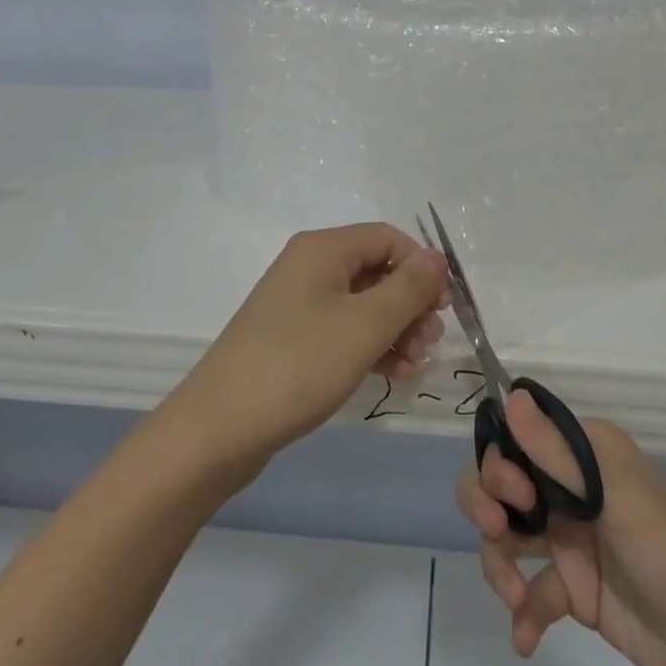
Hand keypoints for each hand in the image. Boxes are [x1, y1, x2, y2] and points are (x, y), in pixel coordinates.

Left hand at [168, 224, 448, 477]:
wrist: (220, 427)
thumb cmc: (299, 365)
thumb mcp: (365, 325)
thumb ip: (408, 288)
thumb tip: (436, 258)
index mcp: (323, 249)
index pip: (387, 238)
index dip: (421, 266)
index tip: (444, 308)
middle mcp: (309, 266)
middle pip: (376, 270)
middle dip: (410, 304)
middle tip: (429, 342)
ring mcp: (298, 304)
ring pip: (362, 304)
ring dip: (395, 330)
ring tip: (412, 367)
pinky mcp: (292, 338)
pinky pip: (343, 330)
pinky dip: (370, 347)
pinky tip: (390, 375)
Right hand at [457, 391, 665, 665]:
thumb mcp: (615, 494)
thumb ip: (558, 452)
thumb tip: (511, 396)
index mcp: (581, 454)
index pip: (518, 438)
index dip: (500, 461)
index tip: (516, 493)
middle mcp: (569, 488)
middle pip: (501, 483)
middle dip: (486, 503)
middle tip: (497, 530)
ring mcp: (568, 539)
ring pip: (506, 535)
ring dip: (497, 562)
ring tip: (513, 596)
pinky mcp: (573, 589)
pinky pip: (529, 590)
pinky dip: (523, 613)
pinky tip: (526, 638)